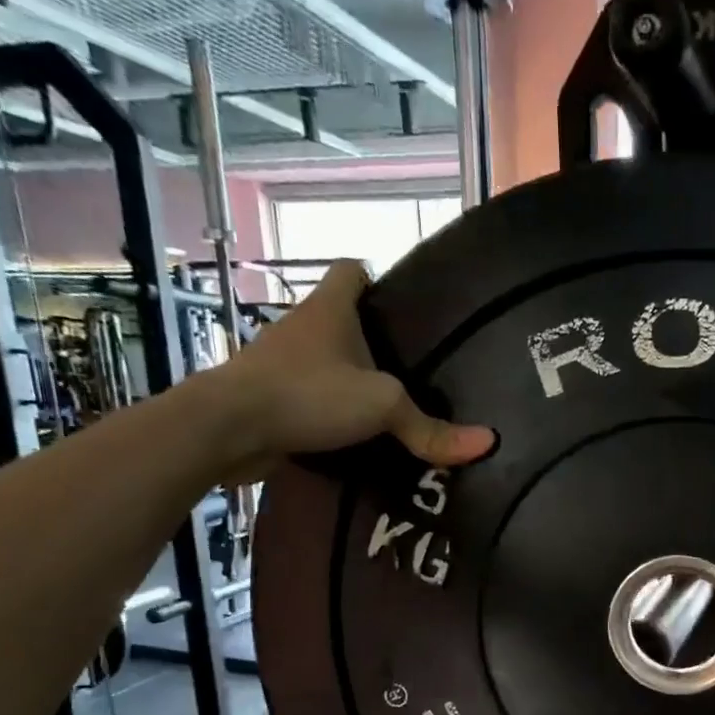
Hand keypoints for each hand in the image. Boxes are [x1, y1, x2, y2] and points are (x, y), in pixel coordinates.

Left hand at [208, 259, 494, 472]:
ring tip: (393, 407)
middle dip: (374, 341)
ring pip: (326, 363)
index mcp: (329, 310)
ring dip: (351, 381)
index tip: (405, 309)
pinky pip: (311, 399)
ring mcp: (282, 364)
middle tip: (416, 369)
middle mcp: (302, 328)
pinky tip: (358, 438)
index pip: (352, 271)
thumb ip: (430, 427)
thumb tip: (488, 444)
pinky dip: (331, 414)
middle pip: (343, 321)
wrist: (227, 429)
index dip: (378, 280)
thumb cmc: (307, 394)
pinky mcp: (271, 400)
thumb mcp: (382, 406)